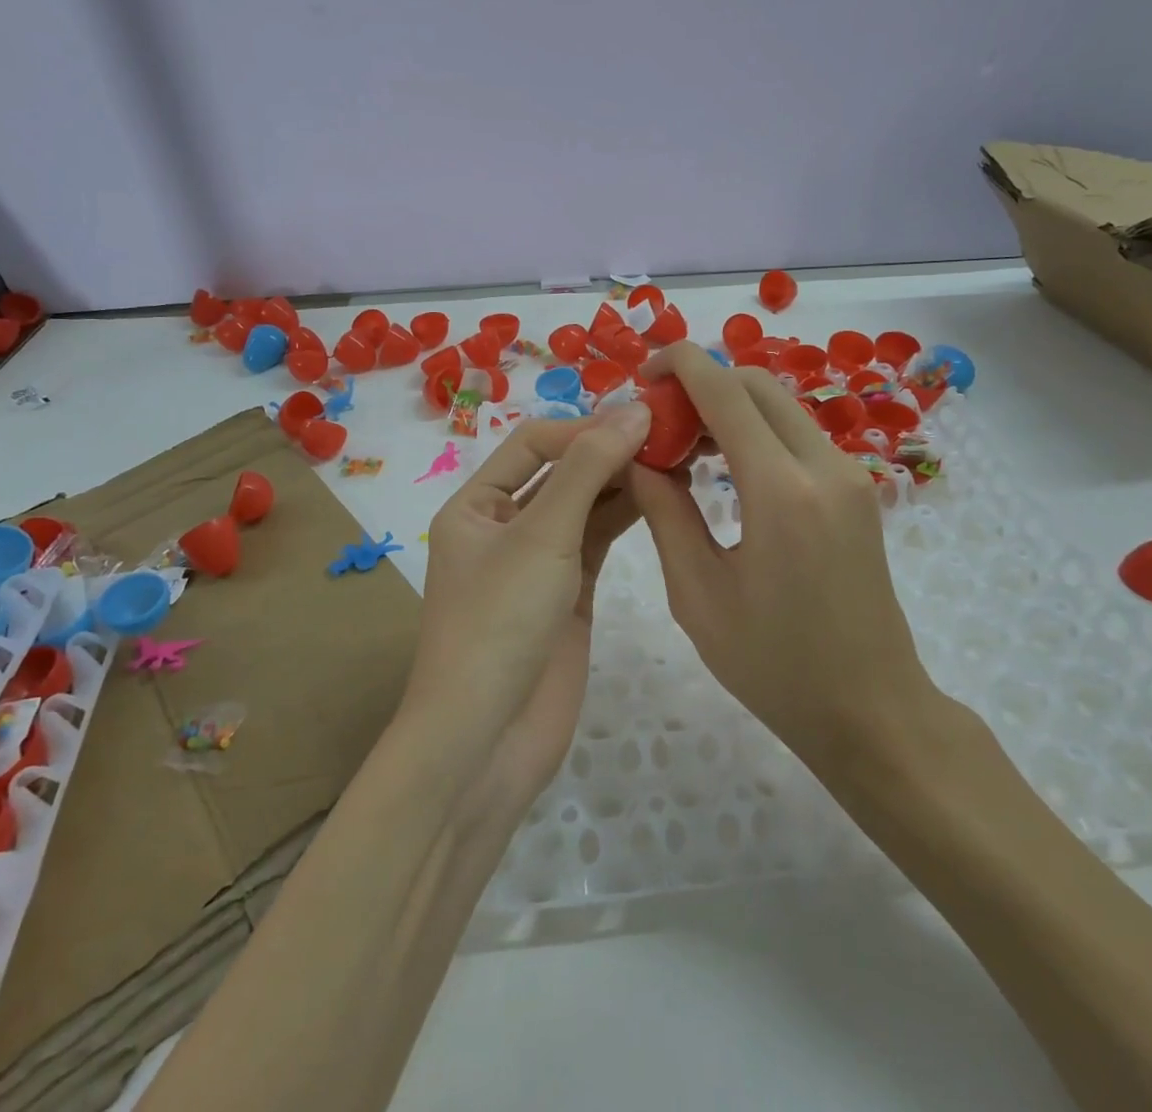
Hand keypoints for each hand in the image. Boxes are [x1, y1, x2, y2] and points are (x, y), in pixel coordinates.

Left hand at [405, 407, 650, 825]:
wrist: (487, 740)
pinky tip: (664, 495)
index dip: (584, 428)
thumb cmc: (499, 623)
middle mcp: (504, 525)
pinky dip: (628, 516)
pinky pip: (600, 539)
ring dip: (623, 481)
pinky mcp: (570, 592)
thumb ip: (588, 470)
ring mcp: (539, 561)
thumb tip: (633, 410)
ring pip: (585, 505)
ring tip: (675, 457)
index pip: (534, 444)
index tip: (640, 420)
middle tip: (669, 433)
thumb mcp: (540, 535)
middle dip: (608, 451)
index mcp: (476, 504)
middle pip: (561, 471)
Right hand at [628, 343, 943, 776]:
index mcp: (781, 491)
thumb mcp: (698, 594)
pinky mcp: (857, 491)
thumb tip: (638, 455)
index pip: (726, 391)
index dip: (681, 365)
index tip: (643, 372)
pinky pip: (798, 435)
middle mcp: (824, 466)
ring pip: (780, 406)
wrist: (873, 711)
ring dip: (730, 406)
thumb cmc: (775, 667)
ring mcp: (849, 476)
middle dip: (703, 383)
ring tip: (684, 445)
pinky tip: (725, 467)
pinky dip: (756, 430)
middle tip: (659, 419)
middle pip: (757, 385)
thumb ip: (664, 512)